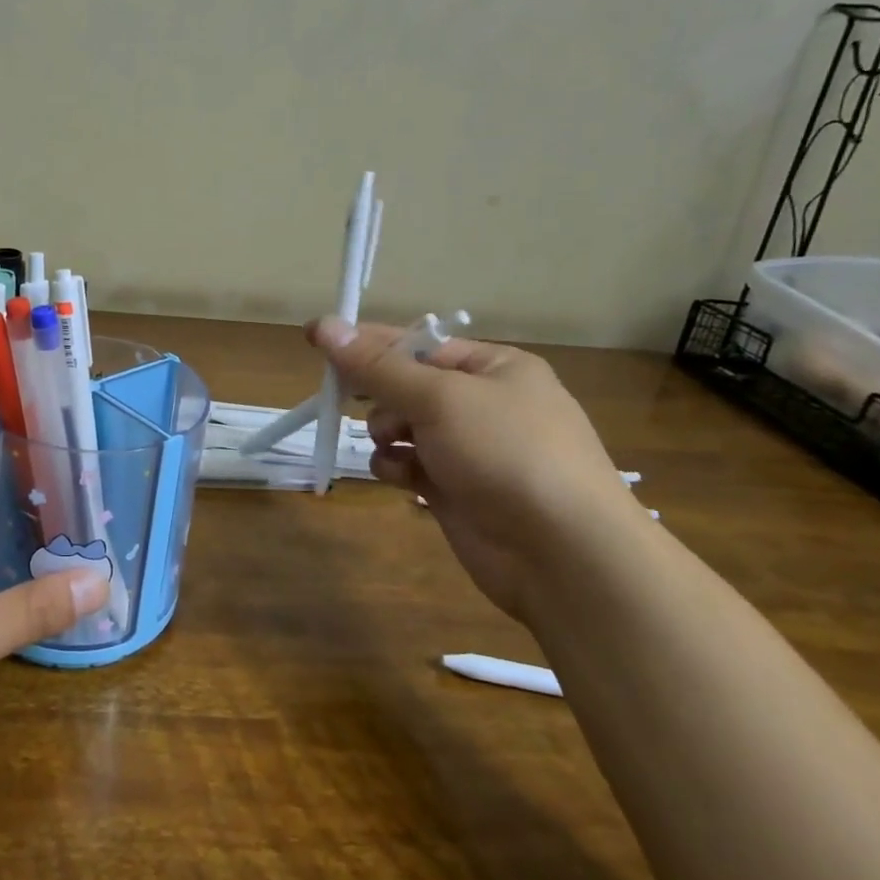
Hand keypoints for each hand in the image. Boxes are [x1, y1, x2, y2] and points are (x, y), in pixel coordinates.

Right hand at [308, 317, 641, 620]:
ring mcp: (471, 449)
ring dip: (387, 434)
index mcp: (494, 368)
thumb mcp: (438, 398)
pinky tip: (402, 478)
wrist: (562, 554)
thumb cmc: (506, 454)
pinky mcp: (457, 489)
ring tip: (392, 447)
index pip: (417, 344)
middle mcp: (484, 403)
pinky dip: (398, 468)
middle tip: (347, 398)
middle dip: (379, 396)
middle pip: (407, 385)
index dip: (367, 342)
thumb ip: (376, 366)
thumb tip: (324, 325)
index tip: (317, 338)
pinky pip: (410, 465)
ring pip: (403, 427)